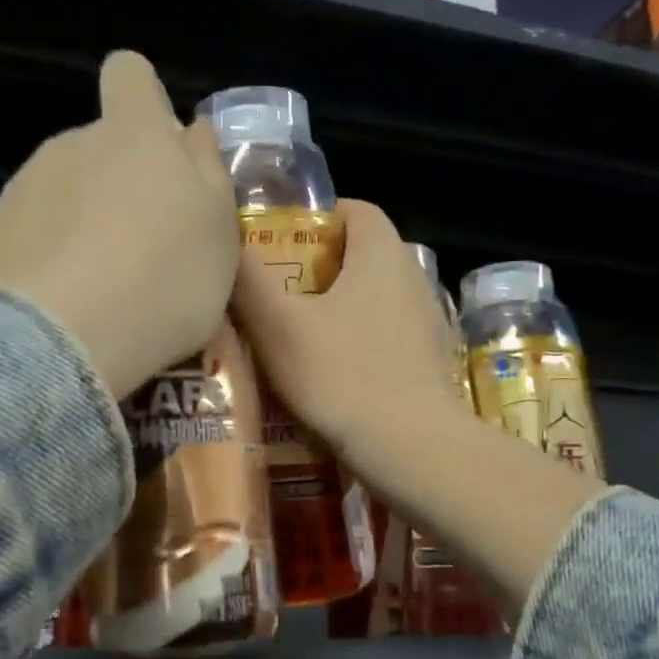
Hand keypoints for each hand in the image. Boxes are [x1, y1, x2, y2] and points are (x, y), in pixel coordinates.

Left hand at [0, 51, 238, 400]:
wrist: (61, 342)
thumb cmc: (163, 281)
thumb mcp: (218, 231)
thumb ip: (208, 170)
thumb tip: (192, 129)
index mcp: (133, 135)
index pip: (130, 74)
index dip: (144, 100)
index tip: (158, 149)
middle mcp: (70, 145)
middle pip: (95, 146)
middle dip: (116, 182)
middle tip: (140, 249)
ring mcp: (19, 187)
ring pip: (56, 191)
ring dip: (76, 224)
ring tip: (95, 289)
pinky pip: (19, 234)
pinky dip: (35, 258)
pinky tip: (49, 304)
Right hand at [230, 199, 460, 479]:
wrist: (412, 449)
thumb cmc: (342, 376)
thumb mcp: (278, 325)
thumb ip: (248, 278)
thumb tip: (227, 242)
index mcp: (382, 254)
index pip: (354, 209)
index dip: (316, 219)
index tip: (280, 246)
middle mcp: (413, 278)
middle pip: (362, 256)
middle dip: (319, 269)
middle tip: (278, 295)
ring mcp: (427, 322)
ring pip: (375, 299)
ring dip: (339, 310)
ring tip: (298, 339)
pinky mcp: (431, 362)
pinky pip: (388, 336)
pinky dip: (360, 343)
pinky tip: (334, 375)